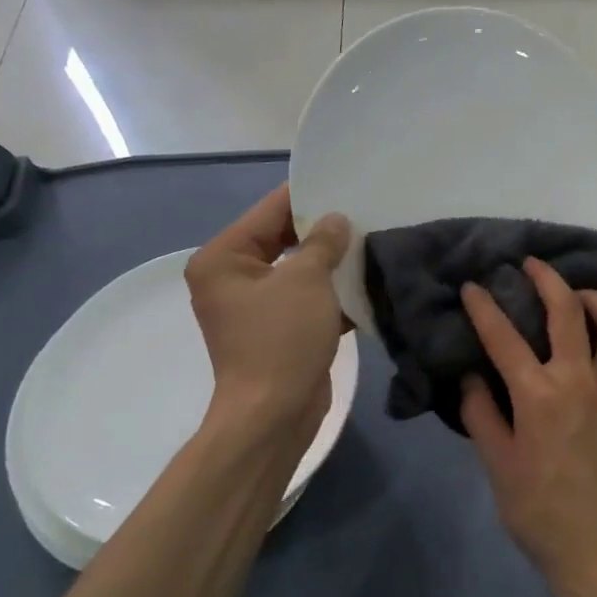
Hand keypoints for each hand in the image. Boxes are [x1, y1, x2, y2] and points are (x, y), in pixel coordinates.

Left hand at [185, 185, 348, 453]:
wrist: (275, 414)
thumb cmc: (282, 339)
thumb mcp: (306, 280)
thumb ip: (323, 242)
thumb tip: (337, 220)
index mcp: (224, 258)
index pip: (270, 210)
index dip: (308, 196)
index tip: (346, 181)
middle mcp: (232, 278)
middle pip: (283, 238)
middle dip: (324, 230)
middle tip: (365, 210)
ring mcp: (255, 306)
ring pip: (299, 269)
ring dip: (331, 261)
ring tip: (372, 240)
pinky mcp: (278, 329)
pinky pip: (306, 297)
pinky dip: (331, 291)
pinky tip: (366, 280)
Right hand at [460, 259, 596, 596]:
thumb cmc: (539, 510)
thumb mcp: (497, 464)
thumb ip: (480, 413)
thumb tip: (472, 376)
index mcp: (539, 395)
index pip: (504, 336)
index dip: (484, 307)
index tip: (471, 286)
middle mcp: (580, 379)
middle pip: (566, 310)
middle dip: (546, 278)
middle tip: (530, 264)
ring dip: (596, 298)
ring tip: (578, 294)